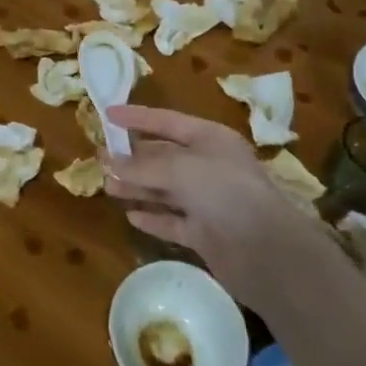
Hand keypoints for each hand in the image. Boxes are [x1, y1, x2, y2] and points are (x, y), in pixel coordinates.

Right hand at [104, 105, 330, 309]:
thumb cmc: (224, 191)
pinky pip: (172, 220)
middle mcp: (208, 166)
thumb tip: (108, 162)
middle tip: (99, 157)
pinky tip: (131, 216)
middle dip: (132, 156)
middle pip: (163, 156)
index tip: (107, 114)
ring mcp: (207, 201)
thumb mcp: (180, 168)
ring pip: (164, 189)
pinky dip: (153, 217)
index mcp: (209, 139)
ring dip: (137, 186)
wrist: (266, 251)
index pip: (166, 121)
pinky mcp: (205, 233)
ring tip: (107, 185)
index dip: (137, 117)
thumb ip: (142, 165)